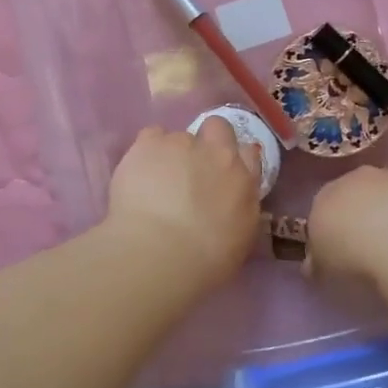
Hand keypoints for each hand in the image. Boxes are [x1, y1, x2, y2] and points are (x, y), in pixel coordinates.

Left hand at [105, 120, 262, 283]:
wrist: (160, 253)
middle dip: (206, 141)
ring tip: (155, 183)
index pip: (248, 152)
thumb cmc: (205, 260)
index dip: (234, 159)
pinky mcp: (150, 143)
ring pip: (178, 138)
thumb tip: (232, 195)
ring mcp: (182, 143)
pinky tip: (139, 174)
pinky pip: (151, 136)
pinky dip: (146, 152)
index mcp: (244, 179)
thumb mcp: (240, 238)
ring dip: (171, 154)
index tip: (221, 175)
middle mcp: (217, 153)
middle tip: (190, 169)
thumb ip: (240, 207)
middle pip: (217, 128)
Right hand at [306, 167, 387, 284]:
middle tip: (373, 243)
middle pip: (358, 192)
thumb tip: (313, 264)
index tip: (342, 248)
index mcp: (326, 195)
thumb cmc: (353, 255)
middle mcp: (357, 178)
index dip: (334, 227)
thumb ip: (317, 261)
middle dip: (364, 212)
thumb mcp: (325, 267)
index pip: (324, 206)